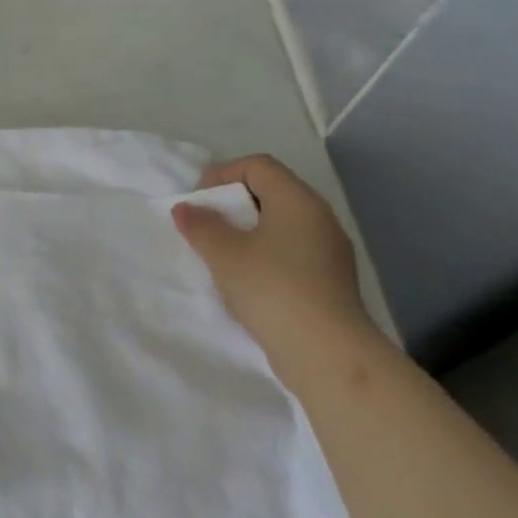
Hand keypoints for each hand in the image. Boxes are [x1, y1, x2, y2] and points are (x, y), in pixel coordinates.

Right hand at [171, 155, 372, 347]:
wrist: (325, 351)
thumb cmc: (271, 287)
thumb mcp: (223, 253)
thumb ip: (200, 225)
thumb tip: (187, 208)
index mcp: (297, 200)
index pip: (258, 166)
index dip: (222, 175)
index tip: (197, 202)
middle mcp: (319, 217)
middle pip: (270, 193)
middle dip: (231, 205)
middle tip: (204, 227)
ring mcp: (329, 250)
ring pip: (281, 225)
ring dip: (246, 233)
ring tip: (220, 256)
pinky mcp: (330, 280)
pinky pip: (291, 252)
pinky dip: (264, 255)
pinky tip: (246, 281)